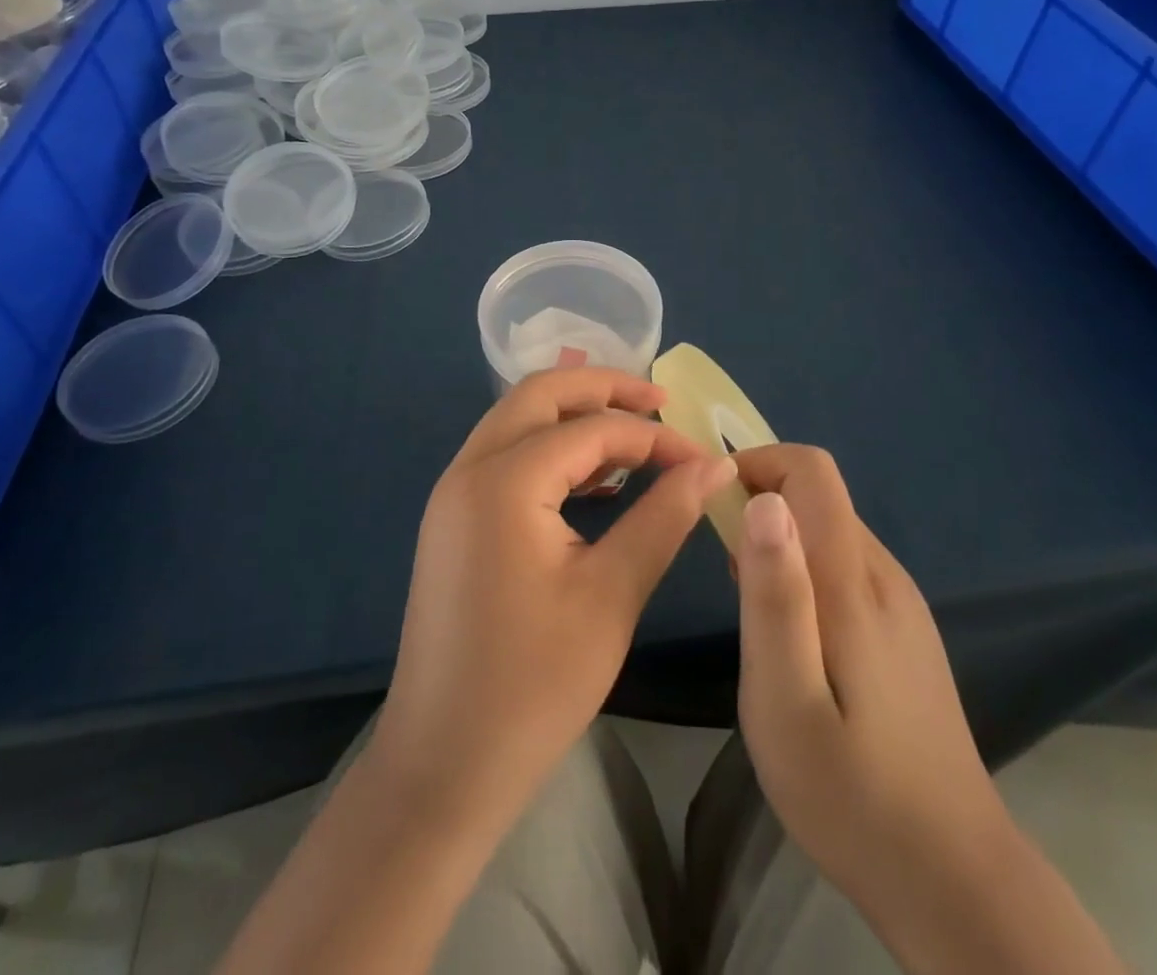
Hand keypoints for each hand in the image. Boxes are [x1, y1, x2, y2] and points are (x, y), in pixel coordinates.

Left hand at [371, 367, 738, 821]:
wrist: (442, 768)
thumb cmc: (532, 686)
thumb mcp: (611, 595)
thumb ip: (664, 517)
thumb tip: (714, 465)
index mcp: (503, 481)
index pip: (592, 429)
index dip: (653, 437)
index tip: (703, 459)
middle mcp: (469, 470)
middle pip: (540, 394)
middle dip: (603, 389)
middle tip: (661, 403)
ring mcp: (453, 493)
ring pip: (518, 420)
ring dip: (574, 416)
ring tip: (634, 440)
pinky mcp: (453, 520)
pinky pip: (505, 456)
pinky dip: (550, 450)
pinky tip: (593, 482)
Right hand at [730, 446, 1003, 917]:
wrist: (955, 880)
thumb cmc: (852, 793)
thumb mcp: (786, 699)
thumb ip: (774, 595)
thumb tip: (763, 501)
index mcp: (854, 580)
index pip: (812, 469)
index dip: (759, 464)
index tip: (714, 507)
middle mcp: (884, 575)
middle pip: (820, 496)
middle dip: (762, 505)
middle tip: (722, 571)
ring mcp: (903, 604)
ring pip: (832, 532)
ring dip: (782, 542)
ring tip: (749, 608)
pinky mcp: (907, 633)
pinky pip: (848, 569)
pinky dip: (807, 572)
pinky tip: (794, 640)